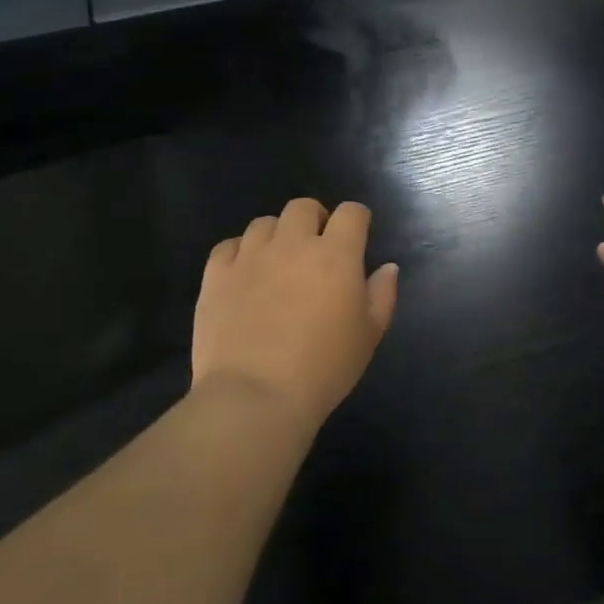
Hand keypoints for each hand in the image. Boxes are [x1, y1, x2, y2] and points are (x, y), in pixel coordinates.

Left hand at [193, 199, 397, 430]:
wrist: (255, 397)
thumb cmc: (324, 369)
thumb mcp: (369, 336)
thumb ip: (382, 294)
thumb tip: (387, 267)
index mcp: (335, 255)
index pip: (351, 212)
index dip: (357, 219)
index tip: (358, 236)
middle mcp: (292, 244)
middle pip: (303, 207)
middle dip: (315, 219)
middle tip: (317, 247)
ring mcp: (250, 257)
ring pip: (264, 223)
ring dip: (277, 235)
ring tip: (278, 262)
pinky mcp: (216, 275)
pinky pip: (228, 246)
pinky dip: (239, 252)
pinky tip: (244, 274)